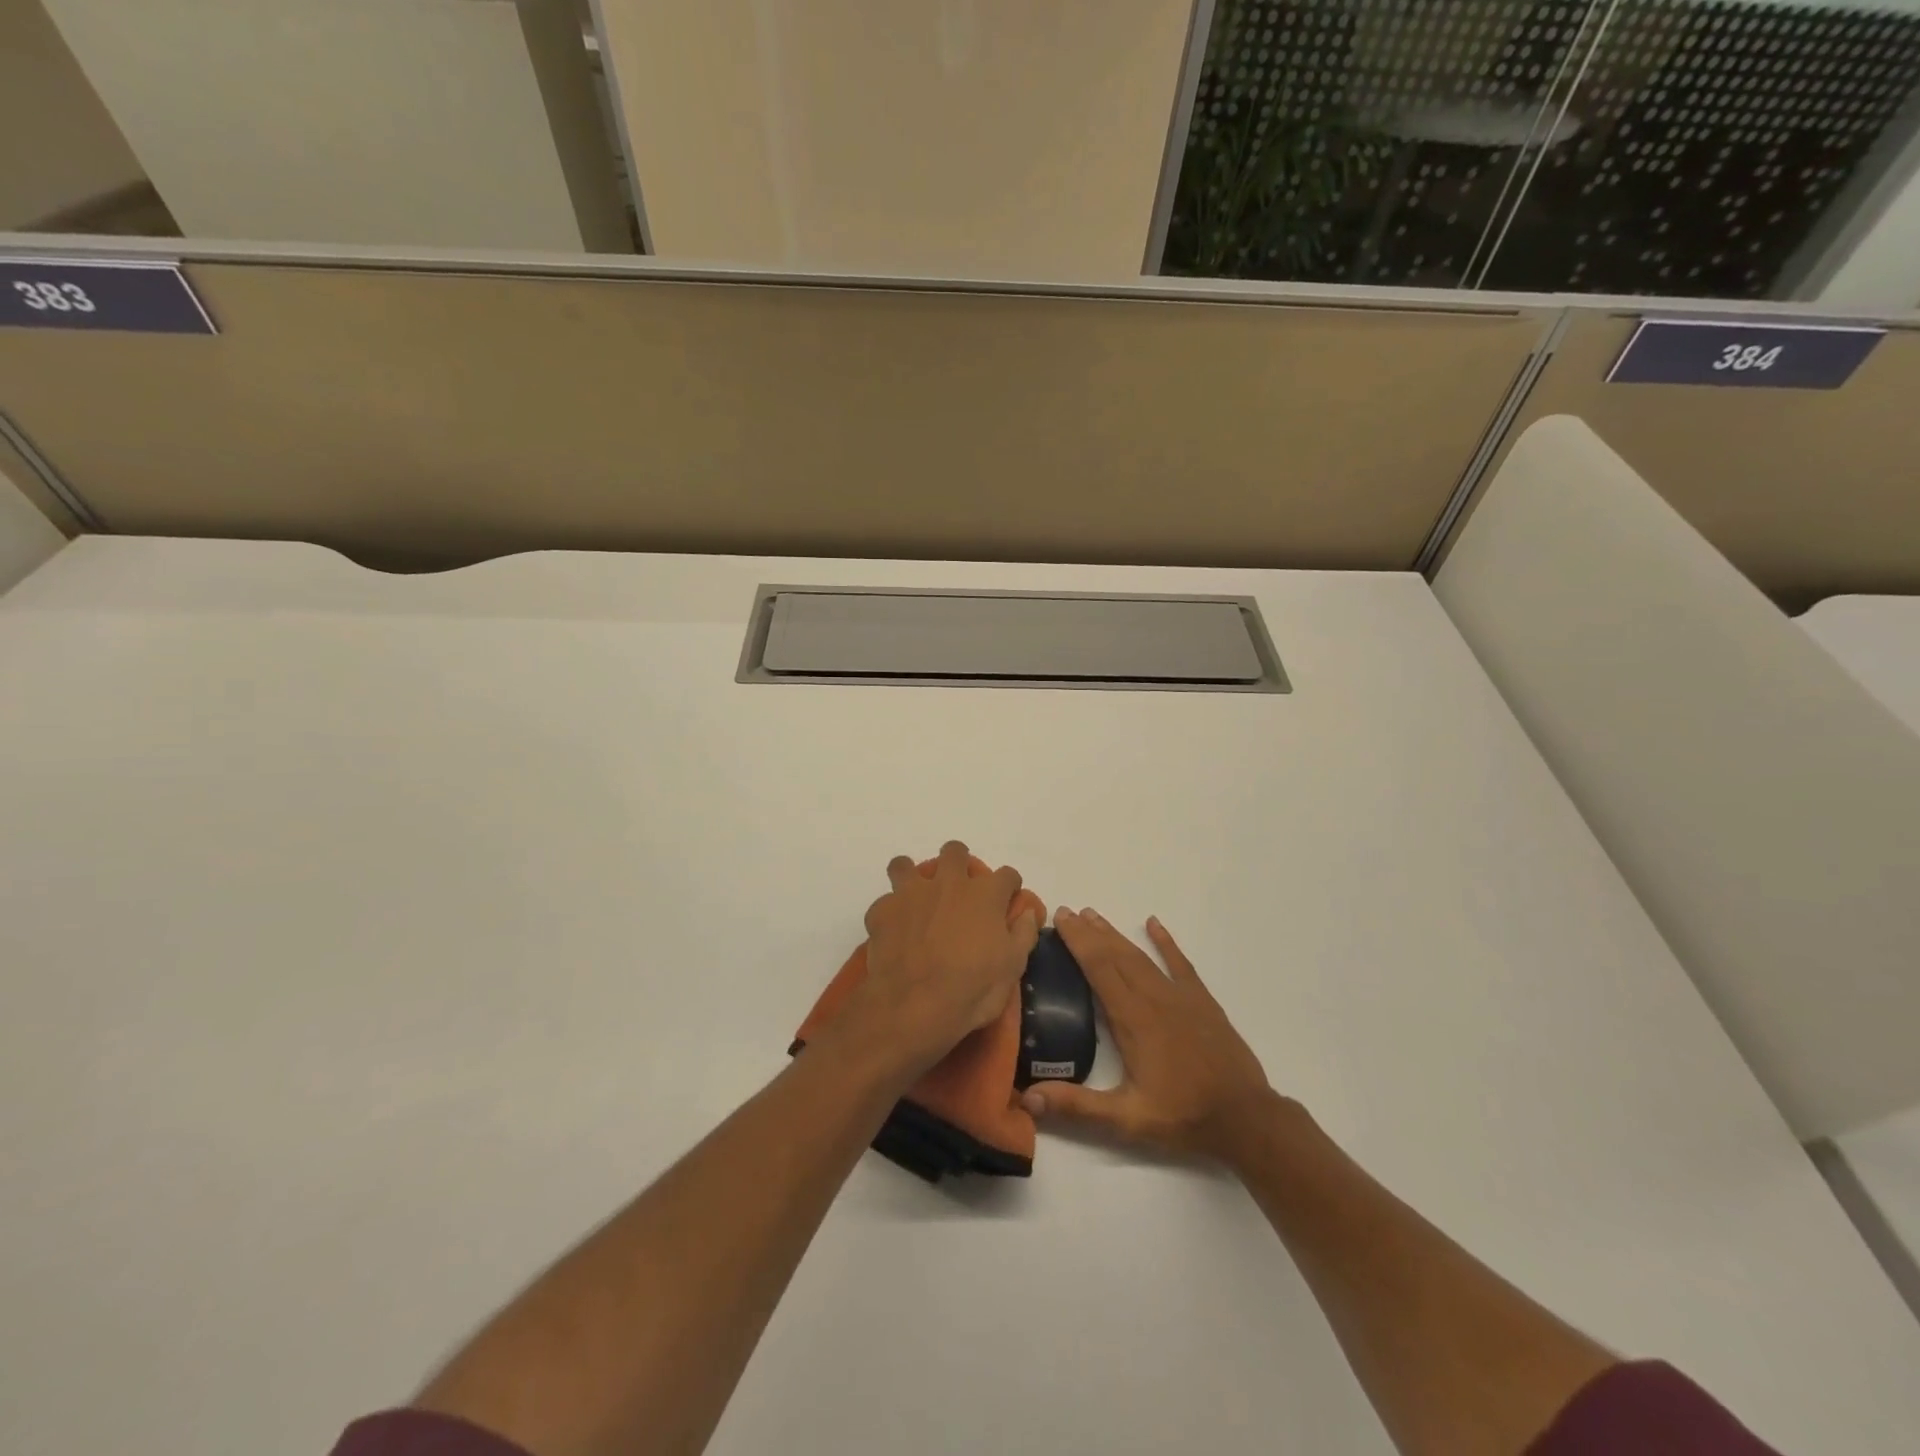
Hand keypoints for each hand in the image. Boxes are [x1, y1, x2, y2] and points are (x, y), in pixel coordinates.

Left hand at [836, 840, 1040, 1079]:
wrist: (914, 1006)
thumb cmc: (972, 989)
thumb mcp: (1012, 967)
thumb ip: (1023, 933)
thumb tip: (1028, 912)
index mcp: (985, 895)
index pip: (1007, 874)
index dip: (1009, 886)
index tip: (1007, 900)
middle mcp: (948, 883)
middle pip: (954, 852)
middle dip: (958, 863)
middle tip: (958, 891)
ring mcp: (911, 893)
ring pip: (906, 865)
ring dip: (912, 878)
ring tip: (916, 901)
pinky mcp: (882, 910)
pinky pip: (884, 902)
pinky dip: (890, 914)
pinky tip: (893, 933)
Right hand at [1021, 909, 1275, 1163]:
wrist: (1246, 1119)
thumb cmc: (1183, 1116)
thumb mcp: (1126, 1120)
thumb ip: (1077, 1106)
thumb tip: (1028, 1097)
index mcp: (1133, 1020)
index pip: (1098, 968)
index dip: (1077, 941)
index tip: (1059, 918)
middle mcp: (1154, 998)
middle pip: (1116, 955)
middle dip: (1089, 932)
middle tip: (1067, 912)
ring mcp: (1180, 996)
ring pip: (1141, 956)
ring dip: (1116, 935)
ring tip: (1094, 916)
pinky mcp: (1202, 1002)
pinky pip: (1180, 963)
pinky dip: (1166, 942)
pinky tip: (1155, 924)